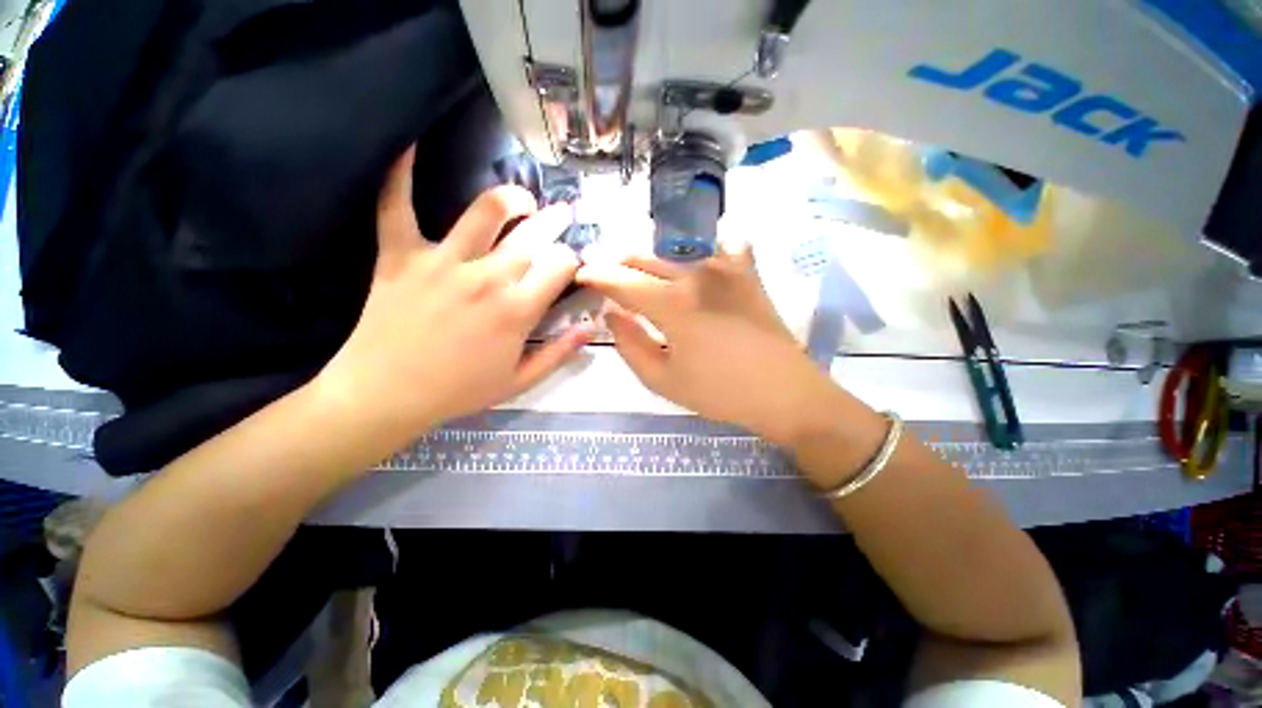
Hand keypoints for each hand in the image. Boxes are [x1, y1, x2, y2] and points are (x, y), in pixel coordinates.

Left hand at [319, 147, 591, 433]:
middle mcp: (487, 278)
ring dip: (511, 197)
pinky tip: (409, 146)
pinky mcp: (400, 255)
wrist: (385, 395)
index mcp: (516, 310)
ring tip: (521, 199)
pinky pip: (397, 206)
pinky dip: (400, 174)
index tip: (570, 263)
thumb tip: (590, 327)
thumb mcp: (519, 381)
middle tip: (563, 215)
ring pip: (484, 211)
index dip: (572, 259)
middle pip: (533, 235)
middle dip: (555, 221)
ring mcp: (442, 262)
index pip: (560, 265)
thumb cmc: (458, 391)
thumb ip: (558, 352)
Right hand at [576, 243, 829, 442]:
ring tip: (640, 270)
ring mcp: (725, 269)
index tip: (581, 273)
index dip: (597, 276)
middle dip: (620, 263)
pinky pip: (720, 250)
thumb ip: (629, 343)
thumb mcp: (662, 379)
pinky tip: (700, 259)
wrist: (784, 392)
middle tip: (605, 269)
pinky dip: (703, 253)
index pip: (621, 281)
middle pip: (646, 261)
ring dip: (653, 262)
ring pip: (676, 257)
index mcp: (671, 303)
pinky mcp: (747, 274)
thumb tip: (612, 313)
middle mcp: (695, 274)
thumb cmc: (719, 392)